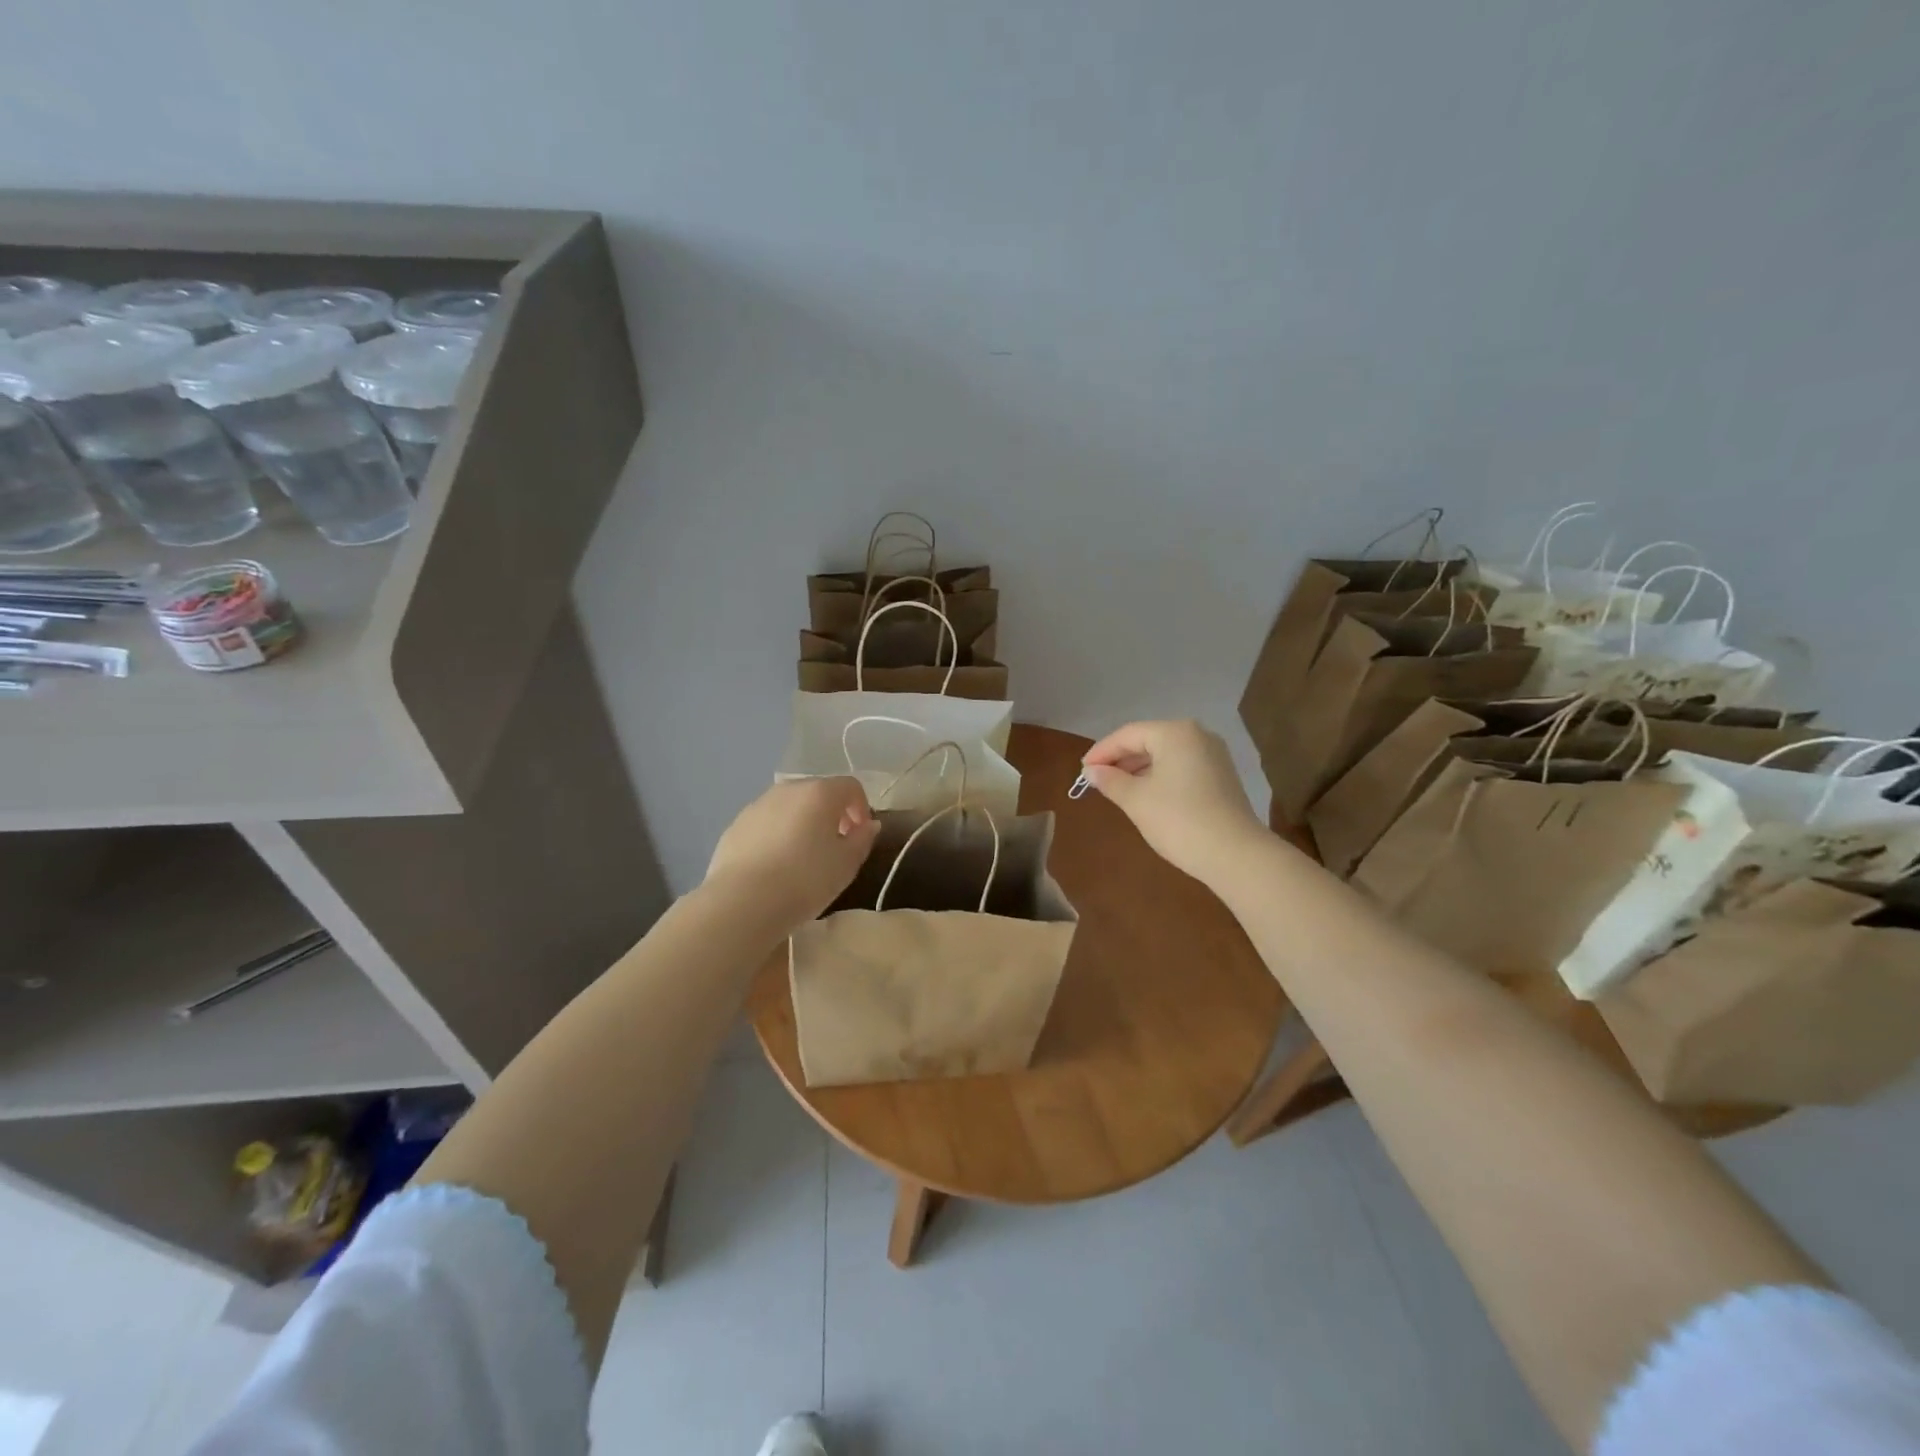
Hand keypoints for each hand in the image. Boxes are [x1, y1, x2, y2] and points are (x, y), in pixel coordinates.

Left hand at [704, 778, 881, 930]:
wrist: (743, 902)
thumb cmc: (805, 880)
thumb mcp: (846, 864)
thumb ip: (862, 839)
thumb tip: (869, 825)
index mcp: (820, 793)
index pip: (851, 787)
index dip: (862, 808)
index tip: (860, 836)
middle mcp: (788, 790)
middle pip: (818, 793)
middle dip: (832, 814)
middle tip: (835, 846)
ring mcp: (757, 805)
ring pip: (789, 807)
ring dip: (802, 823)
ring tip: (803, 858)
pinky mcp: (735, 826)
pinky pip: (766, 823)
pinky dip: (776, 835)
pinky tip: (775, 866)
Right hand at [1081, 720, 1265, 885]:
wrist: (1234, 854)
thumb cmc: (1178, 820)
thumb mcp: (1136, 800)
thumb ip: (1110, 780)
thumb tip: (1091, 771)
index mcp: (1175, 733)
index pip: (1128, 734)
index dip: (1101, 751)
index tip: (1082, 771)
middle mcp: (1197, 735)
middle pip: (1148, 740)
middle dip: (1120, 759)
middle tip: (1096, 780)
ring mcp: (1213, 755)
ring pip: (1165, 754)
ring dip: (1138, 769)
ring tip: (1116, 788)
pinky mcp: (1221, 776)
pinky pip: (1181, 767)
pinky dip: (1159, 776)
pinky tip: (1145, 795)